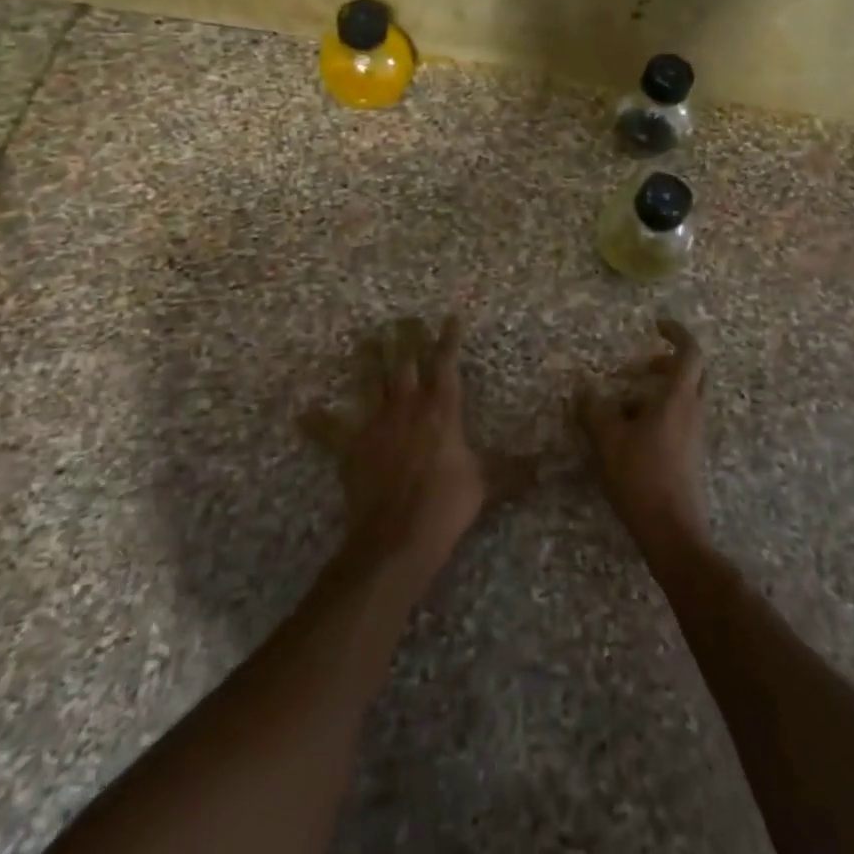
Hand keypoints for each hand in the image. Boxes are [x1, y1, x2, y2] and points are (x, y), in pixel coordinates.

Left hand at [300, 316, 498, 585]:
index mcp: (441, 410)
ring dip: (369, 361)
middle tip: (405, 319)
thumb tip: (551, 464)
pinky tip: (302, 414)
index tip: (450, 316)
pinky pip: (332, 432)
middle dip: (406, 340)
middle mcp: (408, 407)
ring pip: (371, 383)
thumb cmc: (446, 504)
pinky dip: (319, 423)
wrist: (397, 536)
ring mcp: (376, 425)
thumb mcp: (487, 484)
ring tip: (367, 339)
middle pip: (406, 364)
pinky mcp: (352, 448)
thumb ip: (515, 469)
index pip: (446, 365)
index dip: (448, 339)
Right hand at [578, 318, 708, 555]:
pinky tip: (632, 431)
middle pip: (694, 373)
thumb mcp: (607, 439)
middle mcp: (693, 411)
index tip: (656, 324)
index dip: (677, 333)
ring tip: (626, 400)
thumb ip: (594, 408)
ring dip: (661, 389)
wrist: (672, 532)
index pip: (690, 352)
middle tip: (641, 364)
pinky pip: (680, 419)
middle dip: (669, 361)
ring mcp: (695, 435)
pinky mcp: (691, 455)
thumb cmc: (641, 477)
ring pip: (686, 397)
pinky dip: (660, 412)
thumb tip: (584, 387)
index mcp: (678, 398)